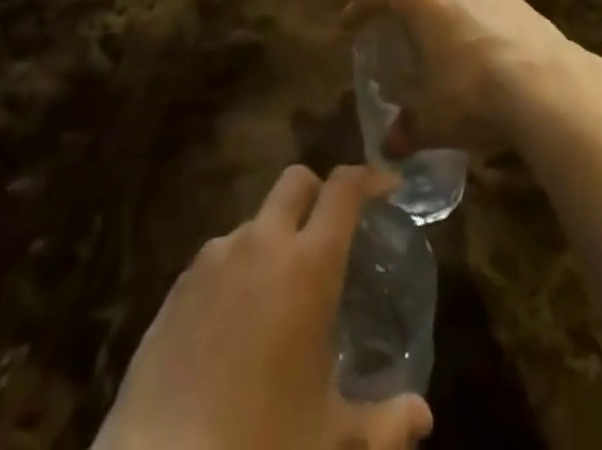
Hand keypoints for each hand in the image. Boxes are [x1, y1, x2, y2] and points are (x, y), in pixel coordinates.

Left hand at [92, 165, 431, 449]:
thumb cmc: (261, 445)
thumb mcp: (332, 441)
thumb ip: (385, 424)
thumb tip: (422, 415)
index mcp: (308, 265)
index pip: (344, 189)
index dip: (369, 178)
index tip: (387, 188)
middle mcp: (262, 243)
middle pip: (296, 181)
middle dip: (318, 192)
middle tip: (333, 232)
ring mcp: (215, 258)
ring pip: (256, 220)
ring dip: (276, 238)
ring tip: (281, 295)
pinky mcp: (179, 283)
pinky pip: (220, 256)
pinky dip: (239, 270)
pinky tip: (238, 324)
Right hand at [344, 0, 580, 157]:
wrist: (548, 85)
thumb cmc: (474, 95)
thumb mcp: (433, 120)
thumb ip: (407, 130)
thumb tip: (389, 149)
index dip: (358, 8)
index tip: (349, 25)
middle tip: (398, 20)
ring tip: (439, 26)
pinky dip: (472, 7)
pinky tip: (479, 39)